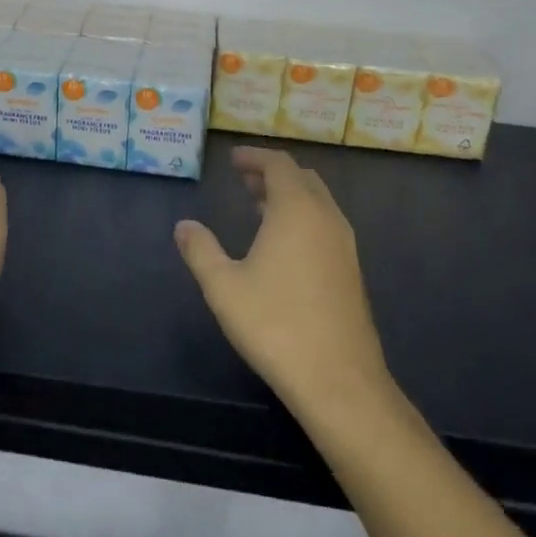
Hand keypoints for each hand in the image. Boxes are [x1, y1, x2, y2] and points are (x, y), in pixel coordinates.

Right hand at [175, 146, 391, 416]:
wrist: (339, 379)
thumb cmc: (275, 324)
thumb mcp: (224, 287)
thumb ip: (201, 250)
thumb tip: (183, 226)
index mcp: (296, 210)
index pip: (279, 164)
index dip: (255, 157)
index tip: (233, 159)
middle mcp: (326, 218)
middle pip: (302, 178)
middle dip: (273, 173)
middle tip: (244, 180)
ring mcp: (345, 245)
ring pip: (318, 202)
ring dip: (290, 196)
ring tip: (259, 207)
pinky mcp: (352, 271)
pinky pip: (326, 224)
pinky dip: (304, 217)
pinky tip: (284, 245)